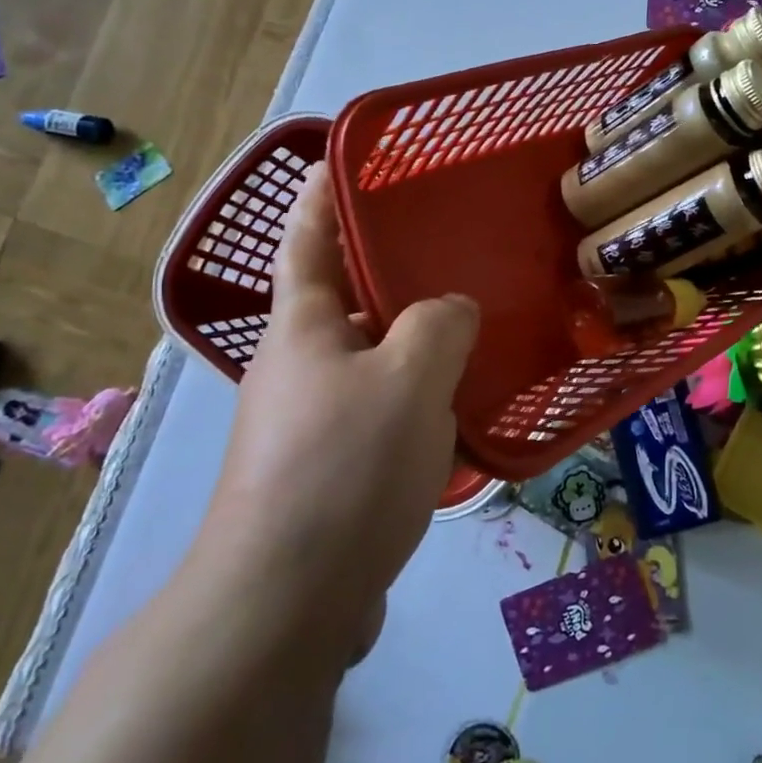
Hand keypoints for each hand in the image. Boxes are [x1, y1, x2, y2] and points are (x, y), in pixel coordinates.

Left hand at [194, 168, 479, 662]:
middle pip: (345, 301)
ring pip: (373, 360)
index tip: (342, 159)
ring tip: (475, 326)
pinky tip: (462, 406)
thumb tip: (453, 311)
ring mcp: (311, 423)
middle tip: (451, 248)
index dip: (321, 196)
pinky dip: (419, 398)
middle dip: (389, 271)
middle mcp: (298, 368)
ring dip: (414, 341)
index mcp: (303, 329)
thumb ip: (440, 325)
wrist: (286, 602)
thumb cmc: (343, 468)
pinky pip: (383, 411)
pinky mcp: (331, 471)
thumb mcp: (409, 378)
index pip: (308, 242)